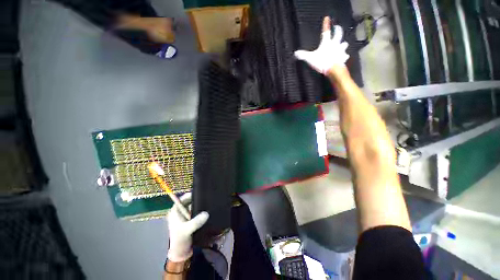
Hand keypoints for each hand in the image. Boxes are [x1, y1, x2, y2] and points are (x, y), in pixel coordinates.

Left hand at [167, 193, 208, 261]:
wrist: (181, 252)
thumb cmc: (180, 240)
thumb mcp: (187, 230)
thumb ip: (196, 222)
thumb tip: (207, 213)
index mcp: (175, 211)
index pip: (182, 199)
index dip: (190, 195)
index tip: (200, 192)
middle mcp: (179, 212)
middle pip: (188, 201)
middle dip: (196, 199)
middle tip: (206, 196)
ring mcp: (185, 216)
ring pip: (193, 206)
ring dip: (199, 205)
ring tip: (208, 201)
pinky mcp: (190, 220)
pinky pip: (196, 211)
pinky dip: (200, 210)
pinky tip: (207, 209)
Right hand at [294, 17, 349, 74]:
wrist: (333, 69)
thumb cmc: (322, 62)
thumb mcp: (310, 58)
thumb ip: (303, 55)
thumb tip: (296, 53)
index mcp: (326, 43)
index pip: (326, 31)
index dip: (326, 24)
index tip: (327, 18)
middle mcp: (335, 44)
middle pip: (338, 34)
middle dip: (338, 30)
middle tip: (337, 28)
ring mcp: (340, 50)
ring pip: (344, 44)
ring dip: (343, 44)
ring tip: (343, 44)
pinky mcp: (343, 57)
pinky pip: (345, 56)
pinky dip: (344, 56)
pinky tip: (344, 57)